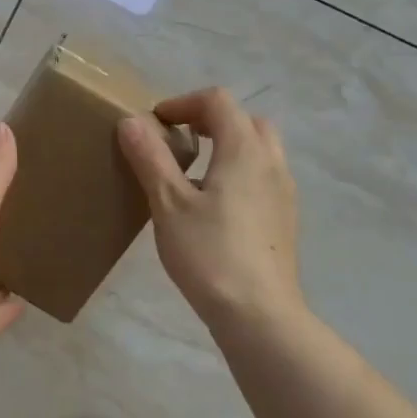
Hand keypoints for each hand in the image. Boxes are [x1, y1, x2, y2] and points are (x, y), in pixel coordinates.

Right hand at [117, 87, 304, 332]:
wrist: (260, 316)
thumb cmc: (210, 254)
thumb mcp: (168, 203)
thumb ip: (150, 157)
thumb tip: (131, 121)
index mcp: (244, 150)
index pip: (218, 101)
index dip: (183, 102)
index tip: (156, 123)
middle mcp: (271, 163)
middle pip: (246, 120)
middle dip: (211, 120)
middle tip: (179, 140)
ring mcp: (284, 193)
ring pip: (260, 149)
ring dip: (228, 145)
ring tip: (195, 172)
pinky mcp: (285, 220)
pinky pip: (264, 177)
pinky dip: (240, 172)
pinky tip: (214, 206)